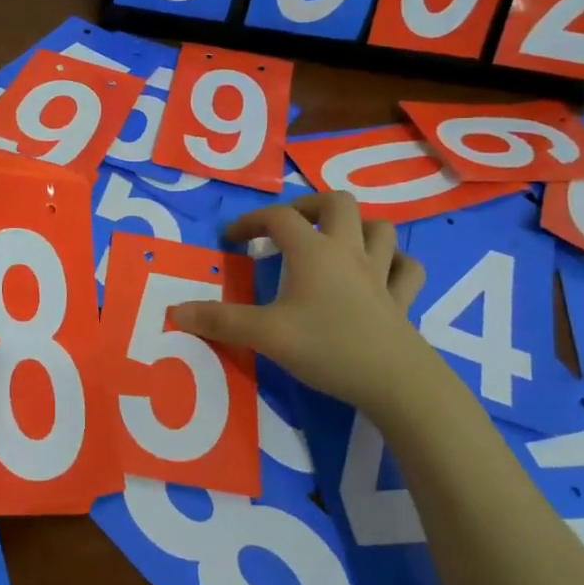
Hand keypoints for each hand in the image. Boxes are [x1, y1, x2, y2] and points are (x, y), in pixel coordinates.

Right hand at [171, 191, 427, 415]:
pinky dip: (395, 263)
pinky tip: (383, 273)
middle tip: (289, 227)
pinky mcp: (402, 300)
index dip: (251, 220)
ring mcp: (381, 274)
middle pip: (336, 203)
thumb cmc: (327, 347)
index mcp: (313, 252)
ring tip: (335, 243)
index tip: (232, 239)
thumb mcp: (265, 335)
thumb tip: (176, 311)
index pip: (279, 218)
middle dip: (310, 206)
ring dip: (357, 227)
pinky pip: (407, 269)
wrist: (396, 381)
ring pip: (379, 229)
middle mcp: (349, 252)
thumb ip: (220, 321)